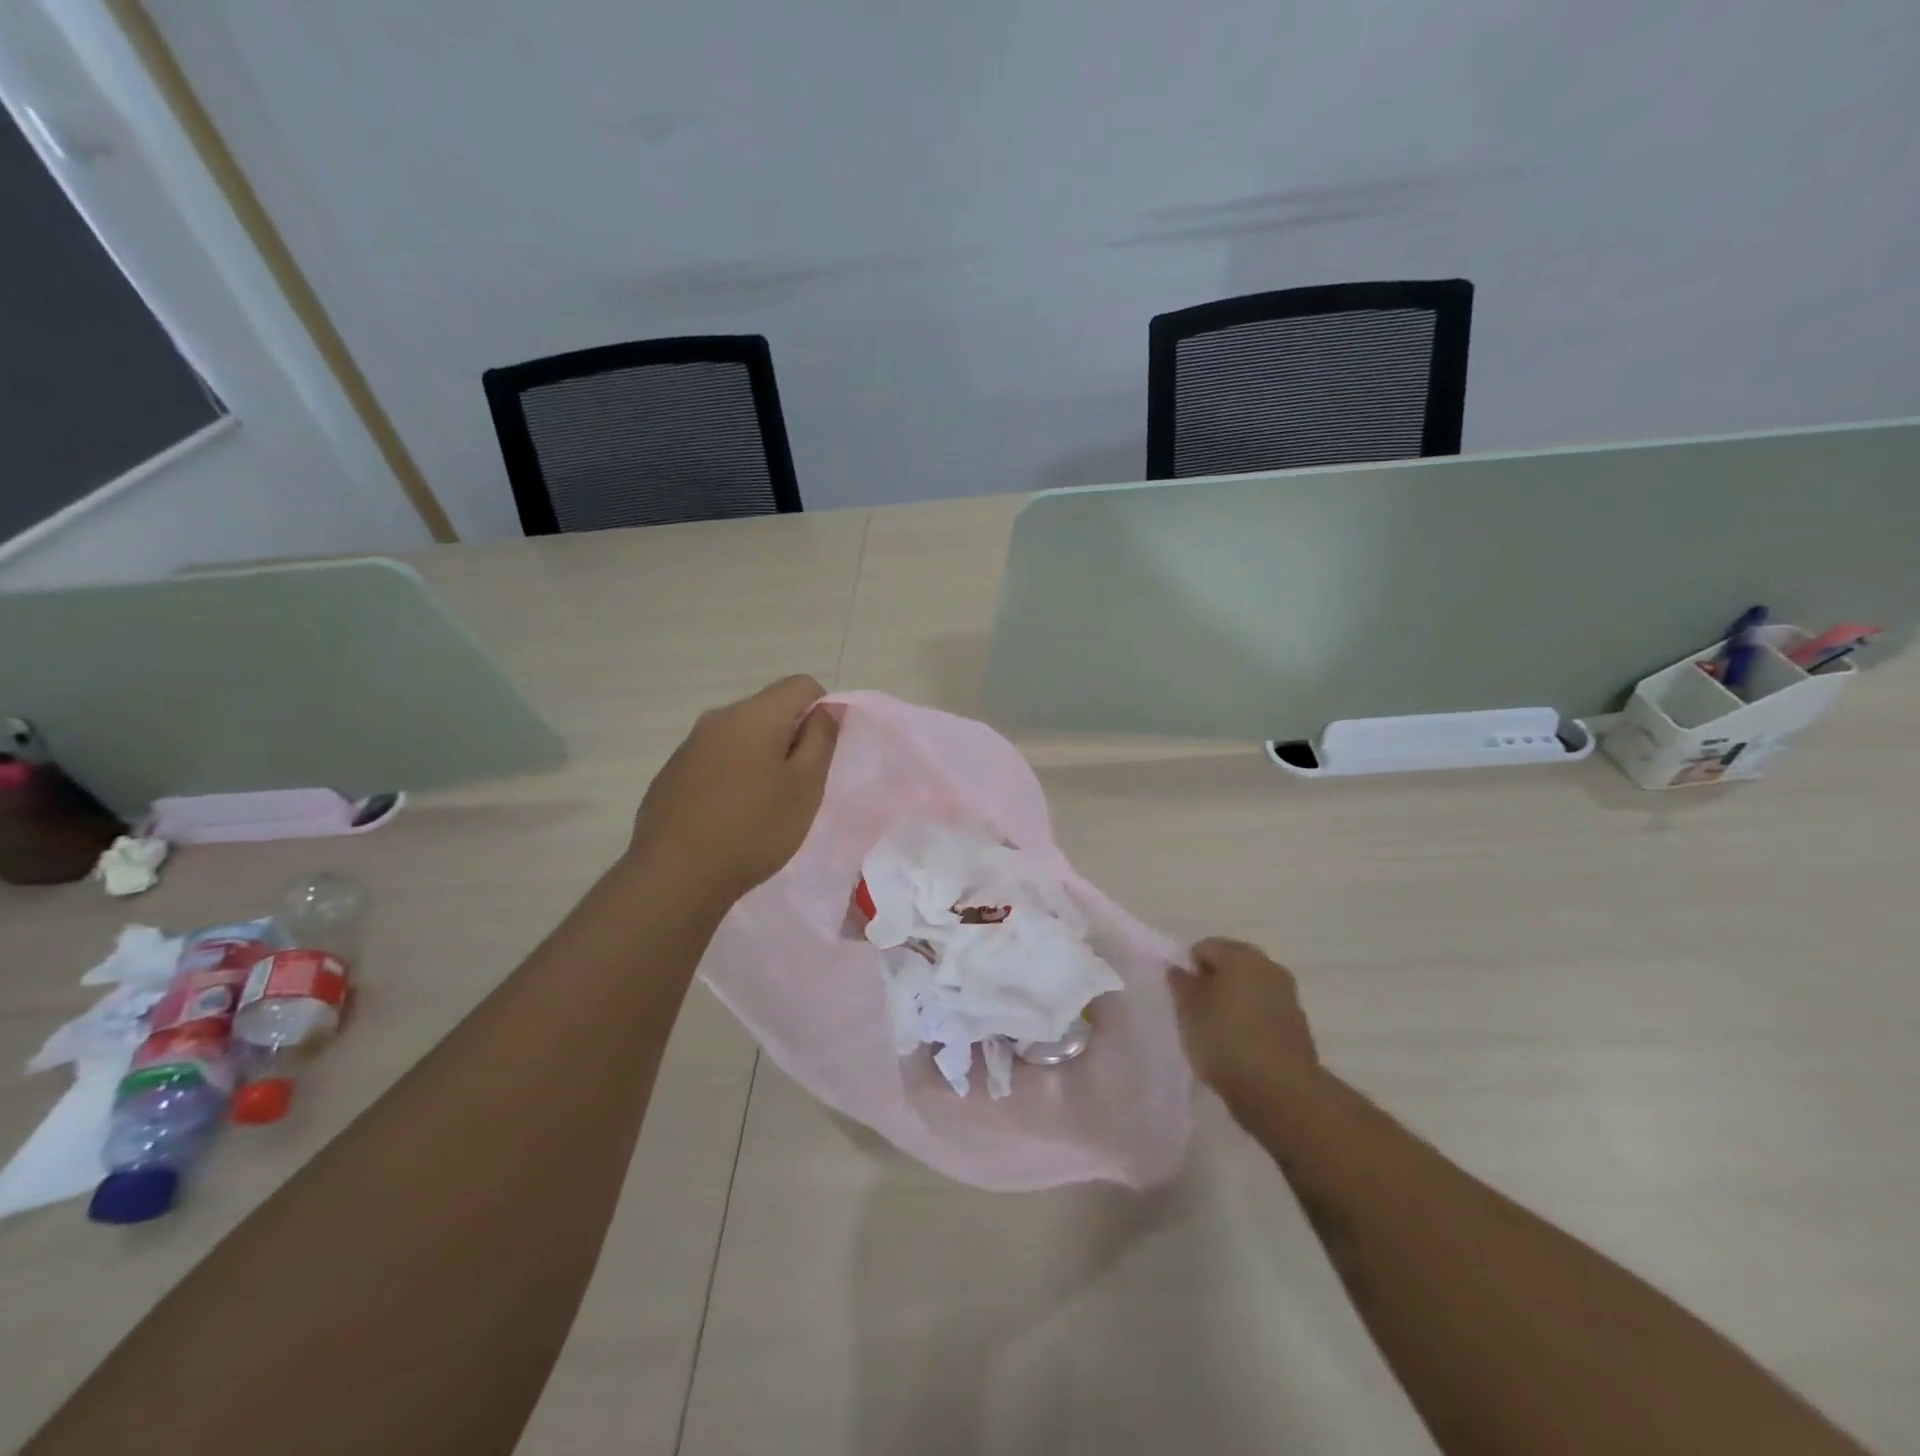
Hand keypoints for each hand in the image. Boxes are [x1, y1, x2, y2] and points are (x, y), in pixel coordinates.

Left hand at [628, 675, 839, 908]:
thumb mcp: (805, 786)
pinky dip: (732, 776)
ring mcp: (689, 746)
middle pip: (768, 709)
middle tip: (798, 786)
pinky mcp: (671, 774)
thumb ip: (821, 739)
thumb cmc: (754, 828)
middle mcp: (717, 719)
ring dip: (760, 758)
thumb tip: (826, 709)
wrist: (675, 875)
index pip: (801, 685)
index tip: (822, 753)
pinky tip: (729, 817)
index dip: (822, 710)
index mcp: (754, 715)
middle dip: (790, 737)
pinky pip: (714, 760)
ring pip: (740, 736)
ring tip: (763, 806)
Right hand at [1169, 938, 1318, 1103]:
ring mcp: (1287, 998)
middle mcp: (1269, 967)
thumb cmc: (1225, 1039)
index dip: (1187, 969)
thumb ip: (1180, 983)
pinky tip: (1237, 1050)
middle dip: (1211, 986)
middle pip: (1230, 968)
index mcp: (1241, 955)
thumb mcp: (1188, 1008)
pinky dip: (1249, 1025)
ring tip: (1215, 1035)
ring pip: (1248, 992)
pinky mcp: (1297, 1028)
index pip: (1204, 948)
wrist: (1280, 1091)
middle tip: (1194, 1014)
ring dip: (1231, 1006)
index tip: (1180, 997)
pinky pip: (1263, 1016)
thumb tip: (1179, 969)